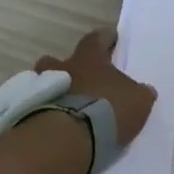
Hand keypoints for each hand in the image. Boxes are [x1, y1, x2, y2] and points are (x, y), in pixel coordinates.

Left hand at [35, 28, 156, 148]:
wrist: (70, 137)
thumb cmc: (108, 110)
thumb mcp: (137, 101)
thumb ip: (140, 93)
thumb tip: (144, 90)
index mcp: (89, 59)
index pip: (96, 39)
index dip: (104, 38)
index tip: (109, 37)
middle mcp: (63, 68)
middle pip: (58, 59)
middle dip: (67, 66)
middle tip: (77, 76)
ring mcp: (43, 89)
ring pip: (42, 82)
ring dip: (52, 89)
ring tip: (63, 104)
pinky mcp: (30, 112)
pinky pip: (37, 106)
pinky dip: (43, 110)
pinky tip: (53, 122)